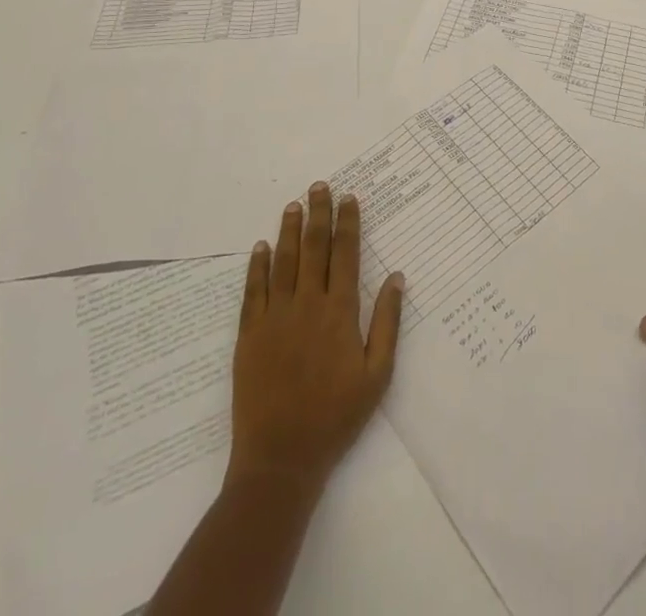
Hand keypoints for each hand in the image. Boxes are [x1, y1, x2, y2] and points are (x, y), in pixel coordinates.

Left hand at [227, 182, 403, 490]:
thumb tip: (396, 277)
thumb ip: (387, 323)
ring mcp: (275, 318)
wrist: (280, 459)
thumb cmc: (336, 418)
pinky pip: (253, 292)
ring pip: (283, 262)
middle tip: (319, 186)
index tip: (349, 198)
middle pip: (314, 248)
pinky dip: (257, 267)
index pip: (345, 254)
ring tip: (293, 205)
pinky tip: (261, 247)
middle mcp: (307, 305)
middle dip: (318, 214)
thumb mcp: (377, 375)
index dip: (348, 223)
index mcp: (340, 312)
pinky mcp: (249, 336)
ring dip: (289, 230)